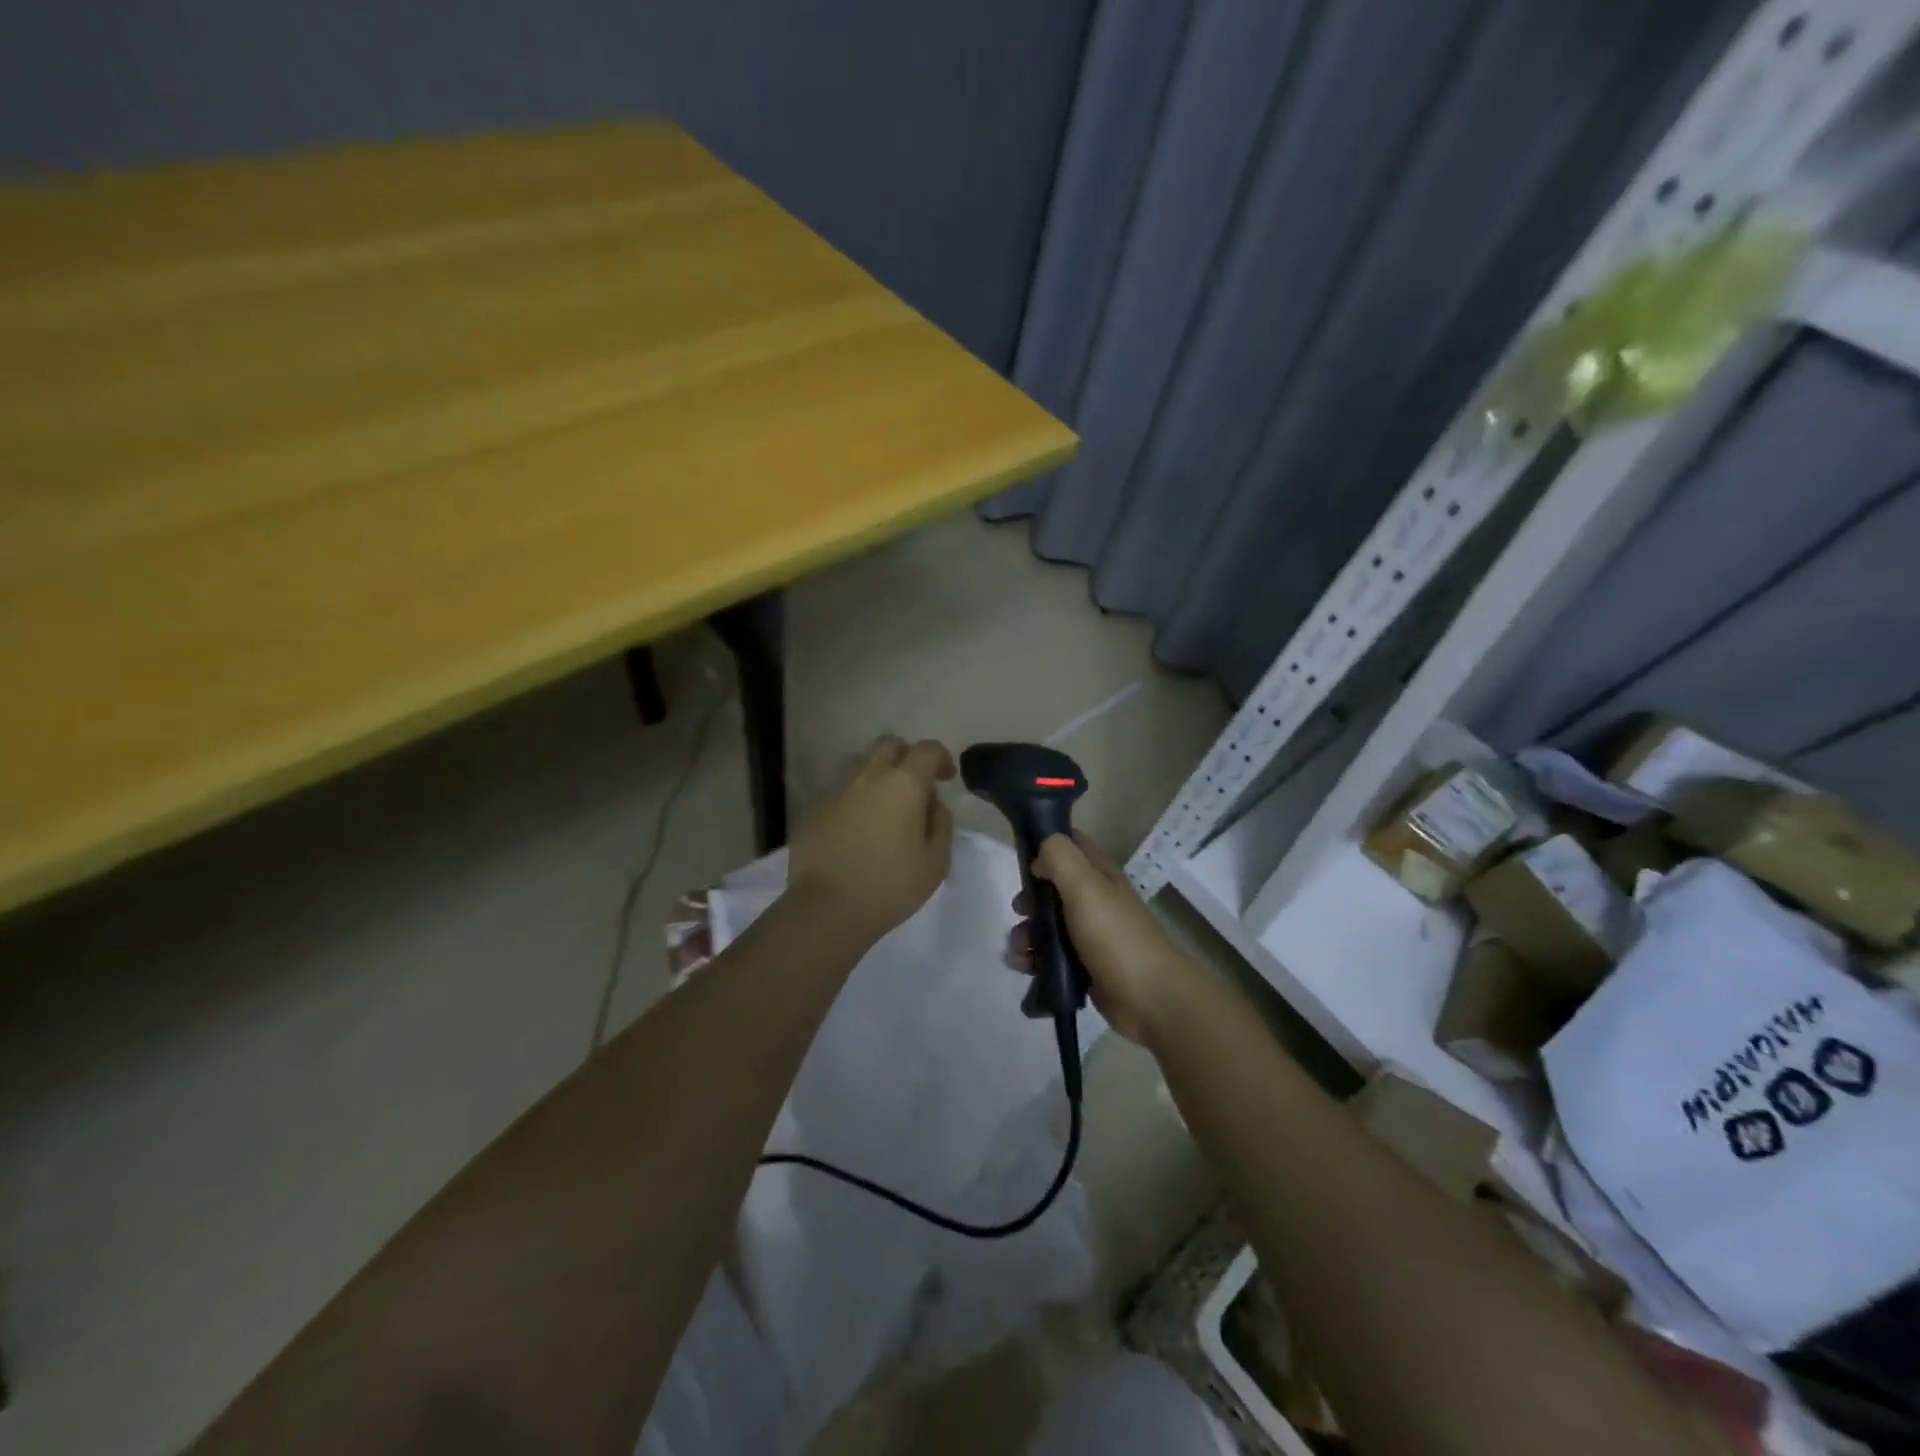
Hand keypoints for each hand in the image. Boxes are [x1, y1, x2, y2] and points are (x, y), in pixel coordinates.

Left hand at [787, 735, 955, 945]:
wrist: (827, 908)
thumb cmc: (890, 886)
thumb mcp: (936, 862)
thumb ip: (941, 824)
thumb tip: (933, 804)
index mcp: (903, 784)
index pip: (927, 750)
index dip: (941, 758)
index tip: (946, 778)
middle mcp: (868, 776)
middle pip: (889, 745)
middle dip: (907, 757)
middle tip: (915, 785)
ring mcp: (837, 790)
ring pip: (861, 764)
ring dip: (878, 774)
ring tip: (885, 805)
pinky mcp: (815, 808)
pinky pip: (841, 790)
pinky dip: (855, 798)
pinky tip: (858, 827)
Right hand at [1004, 832, 1198, 1043]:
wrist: (1149, 998)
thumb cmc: (1115, 936)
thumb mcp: (1085, 886)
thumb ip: (1060, 858)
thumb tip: (1039, 855)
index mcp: (1098, 874)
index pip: (1069, 844)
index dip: (1044, 845)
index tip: (1021, 860)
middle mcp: (1093, 899)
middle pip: (1051, 887)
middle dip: (1029, 898)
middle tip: (1020, 911)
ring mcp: (1088, 934)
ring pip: (1047, 924)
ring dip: (1026, 933)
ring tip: (1019, 950)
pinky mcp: (1082, 965)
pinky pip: (1050, 954)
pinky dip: (1033, 959)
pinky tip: (1024, 967)